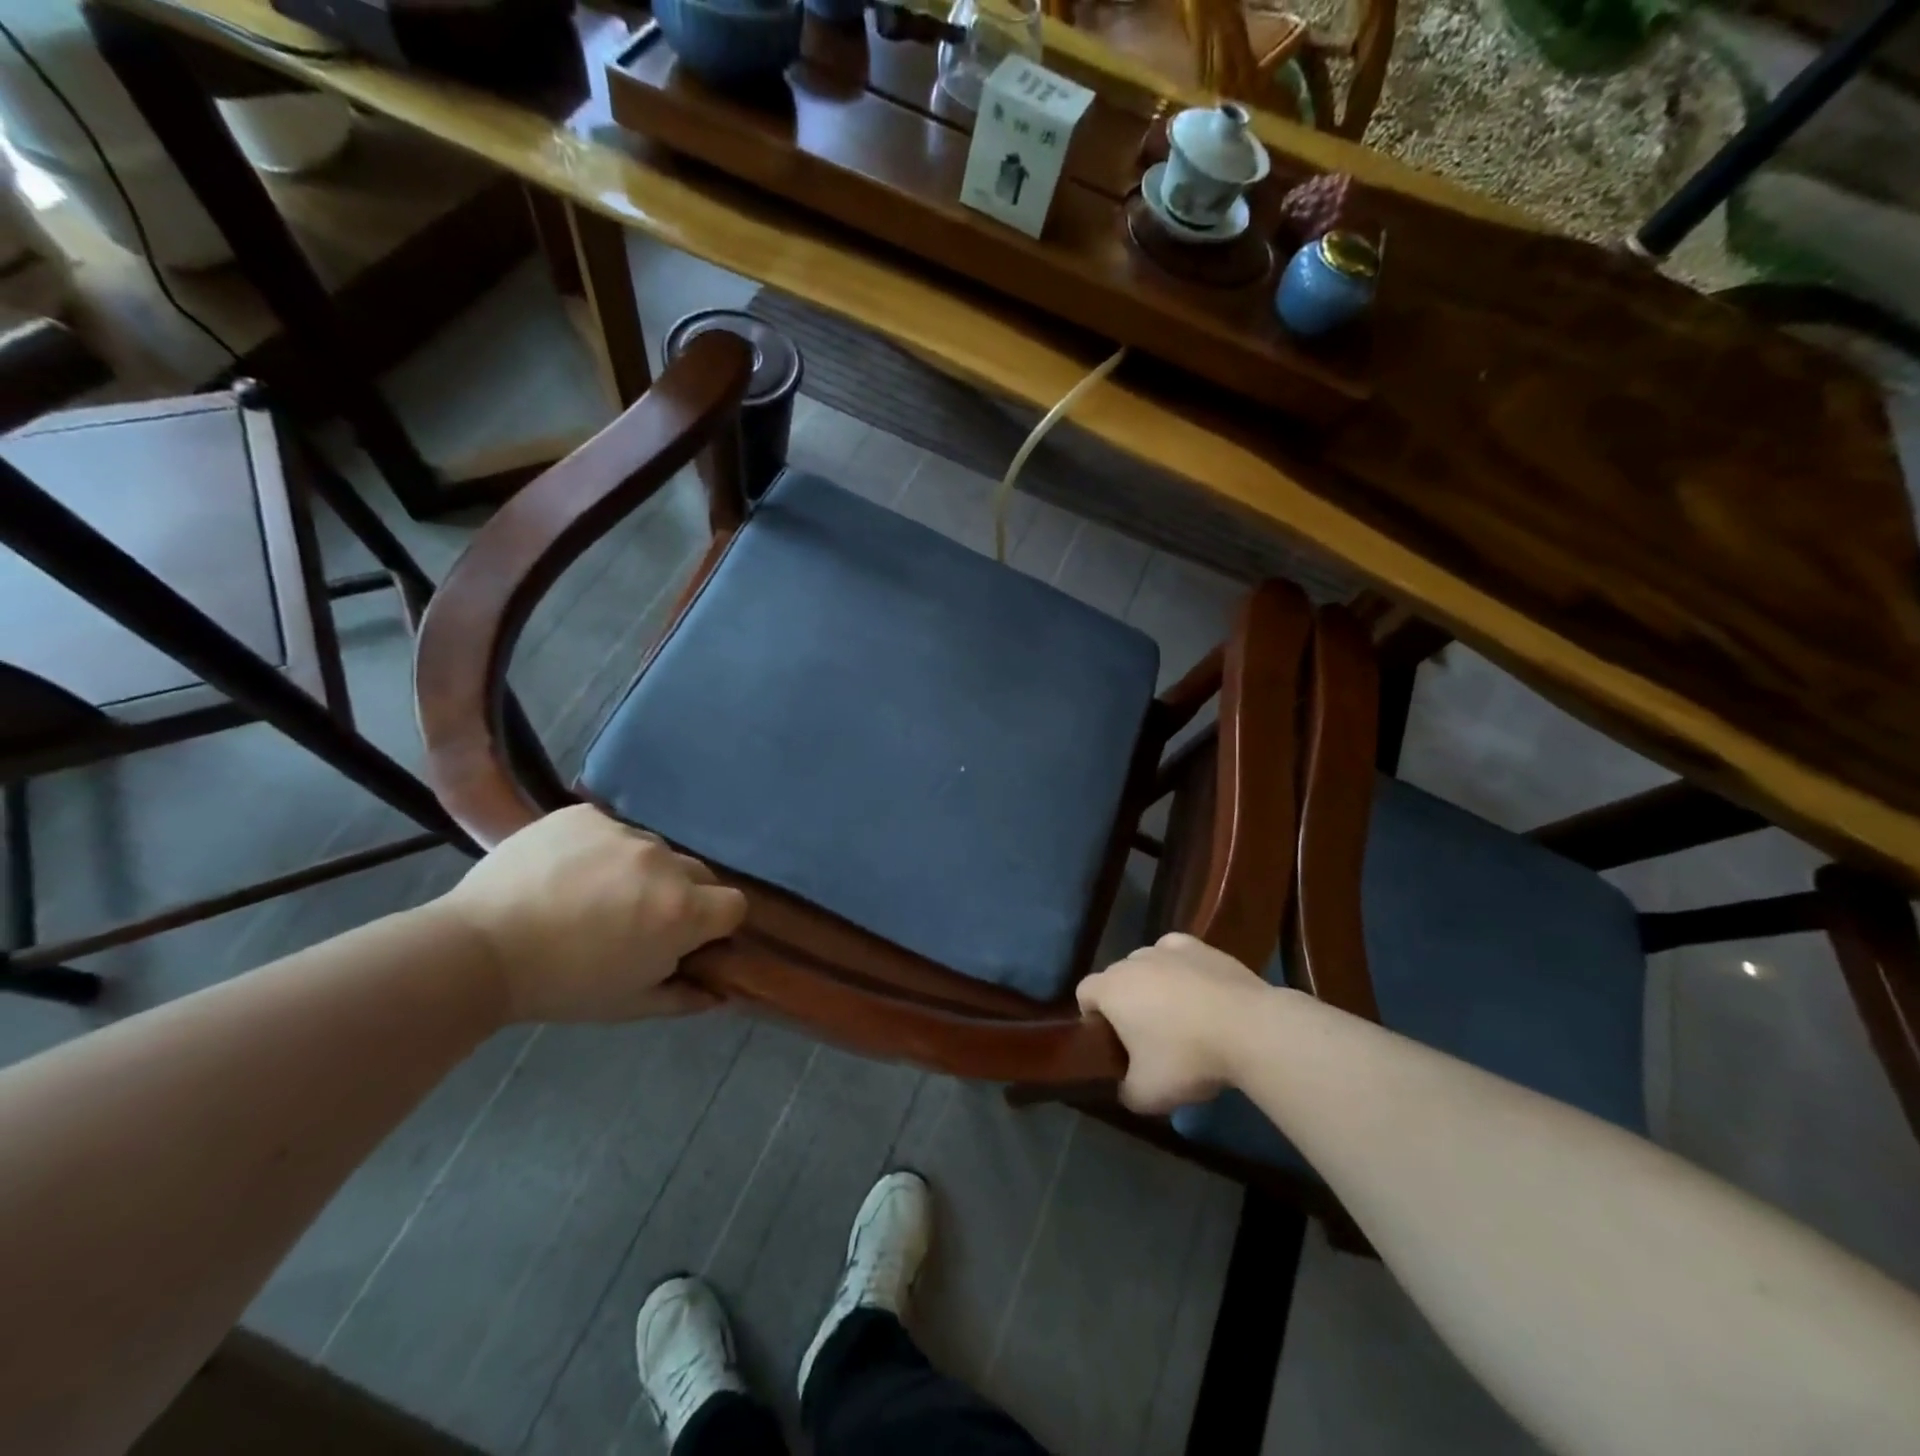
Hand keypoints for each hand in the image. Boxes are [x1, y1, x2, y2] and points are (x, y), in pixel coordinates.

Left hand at [438, 805, 746, 1023]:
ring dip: (641, 871)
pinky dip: (601, 850)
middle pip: (698, 873)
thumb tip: (721, 992)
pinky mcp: (587, 814)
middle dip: (681, 895)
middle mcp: (664, 863)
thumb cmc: (561, 986)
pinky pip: (612, 830)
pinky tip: (568, 872)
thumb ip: (686, 997)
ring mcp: (624, 832)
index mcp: (682, 911)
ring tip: (593, 895)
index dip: (715, 924)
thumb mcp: (629, 1005)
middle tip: (637, 919)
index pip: (733, 905)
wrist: (476, 949)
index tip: (686, 938)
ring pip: (654, 851)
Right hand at [1076, 934, 1266, 1113]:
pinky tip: (1199, 991)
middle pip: (1117, 978)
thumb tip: (1125, 1087)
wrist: (1249, 1029)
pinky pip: (1178, 955)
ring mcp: (1168, 949)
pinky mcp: (1201, 946)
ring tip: (1180, 1017)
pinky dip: (1181, 969)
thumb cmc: (1187, 1057)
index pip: (1084, 993)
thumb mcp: (1147, 1094)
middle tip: (1147, 1038)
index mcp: (1111, 989)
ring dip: (1153, 985)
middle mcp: (1133, 960)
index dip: (1092, 1018)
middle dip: (1125, 1003)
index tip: (1113, 1044)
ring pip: (1148, 965)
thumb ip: (1125, 1091)